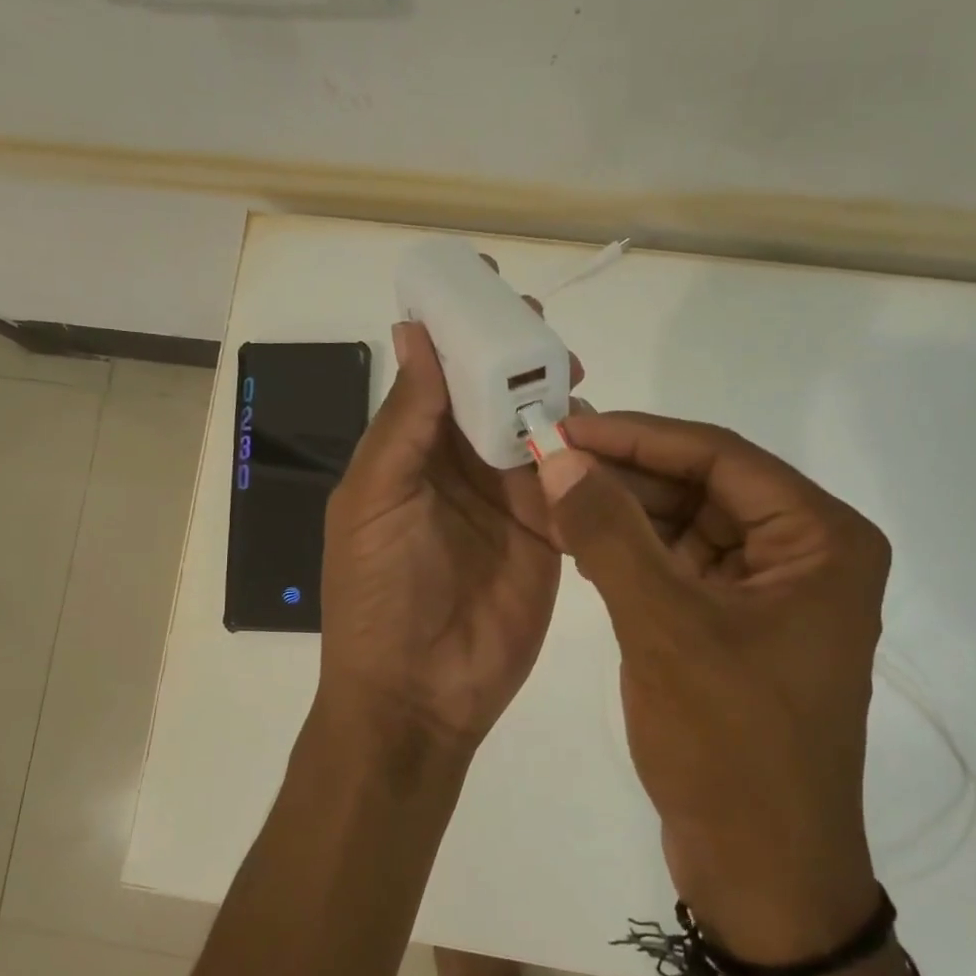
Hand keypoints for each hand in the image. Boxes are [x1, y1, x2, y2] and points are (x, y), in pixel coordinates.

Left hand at [316, 315, 571, 775]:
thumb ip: (404, 421)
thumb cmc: (378, 594)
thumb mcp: (376, 499)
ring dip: (553, 399)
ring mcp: (508, 500)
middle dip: (517, 357)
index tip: (489, 281)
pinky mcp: (548, 534)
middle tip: (544, 330)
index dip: (461, 330)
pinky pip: (569, 481)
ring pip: (536, 430)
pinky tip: (599, 430)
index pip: (439, 375)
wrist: (418, 695)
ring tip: (573, 375)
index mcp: (410, 453)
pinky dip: (583, 453)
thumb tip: (415, 332)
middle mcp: (460, 468)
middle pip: (494, 395)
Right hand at [536, 412, 890, 960]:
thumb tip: (558, 458)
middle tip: (549, 455)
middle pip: (705, 487)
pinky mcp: (736, 628)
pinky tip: (578, 539)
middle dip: (626, 473)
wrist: (762, 872)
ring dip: (624, 512)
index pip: (721, 457)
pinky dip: (632, 554)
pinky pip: (680, 569)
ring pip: (687, 527)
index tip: (569, 425)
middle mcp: (806, 554)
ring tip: (552, 490)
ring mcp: (770, 594)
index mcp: (821, 540)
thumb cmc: (731, 747)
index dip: (639, 437)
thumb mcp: (664, 629)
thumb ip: (609, 535)